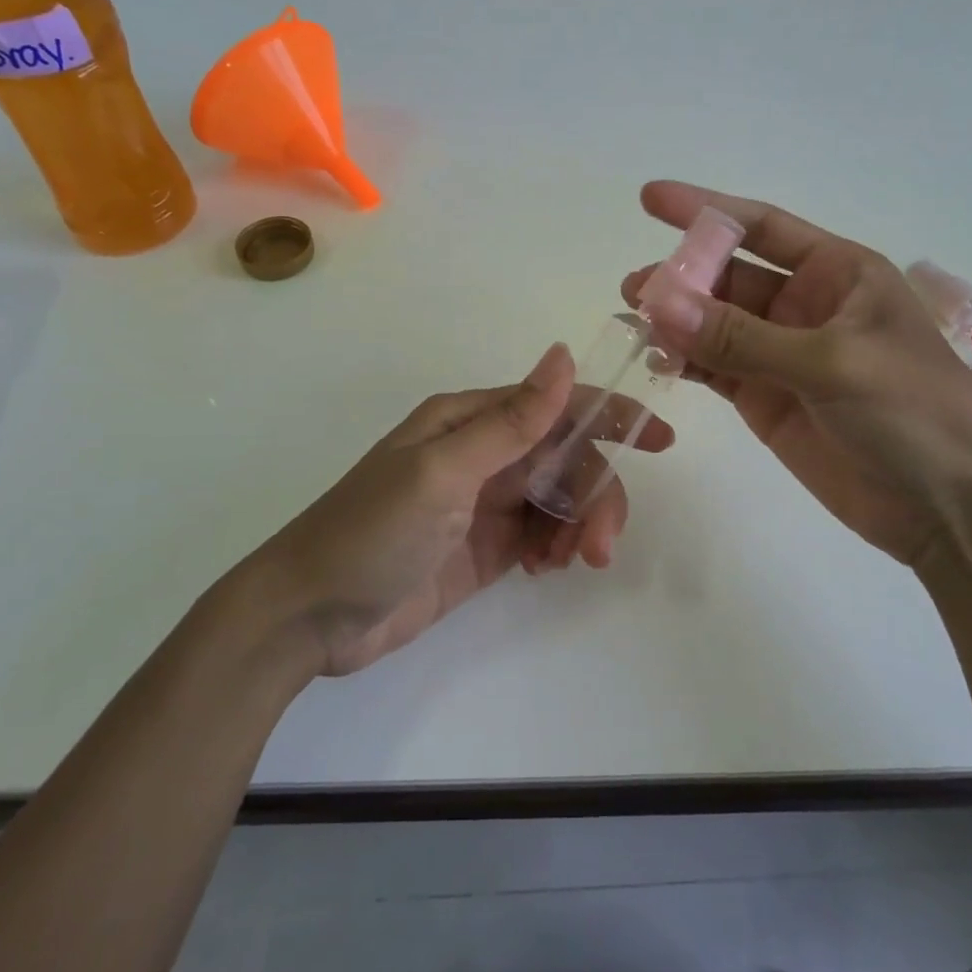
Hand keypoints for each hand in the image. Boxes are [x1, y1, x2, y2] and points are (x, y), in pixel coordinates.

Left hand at [247, 344, 673, 675]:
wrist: (310, 617)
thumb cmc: (370, 532)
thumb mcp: (442, 472)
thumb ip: (511, 421)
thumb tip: (563, 354)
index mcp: (471, 420)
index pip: (556, 405)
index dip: (611, 414)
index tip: (661, 439)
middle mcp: (484, 453)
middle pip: (567, 457)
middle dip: (595, 494)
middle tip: (600, 545)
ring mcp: (487, 502)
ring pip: (561, 498)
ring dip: (580, 525)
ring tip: (569, 563)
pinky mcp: (488, 546)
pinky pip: (544, 534)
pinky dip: (558, 548)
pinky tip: (547, 569)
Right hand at [623, 180, 971, 568]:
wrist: (951, 508)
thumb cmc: (913, 412)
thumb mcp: (832, 363)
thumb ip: (742, 337)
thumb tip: (659, 304)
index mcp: (837, 274)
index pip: (761, 227)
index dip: (706, 210)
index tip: (651, 198)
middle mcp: (805, 306)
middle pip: (729, 276)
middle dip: (682, 275)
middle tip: (634, 287)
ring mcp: (782, 354)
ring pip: (715, 324)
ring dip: (675, 318)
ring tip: (631, 319)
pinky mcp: (766, 399)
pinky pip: (714, 368)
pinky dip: (684, 361)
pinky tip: (655, 356)